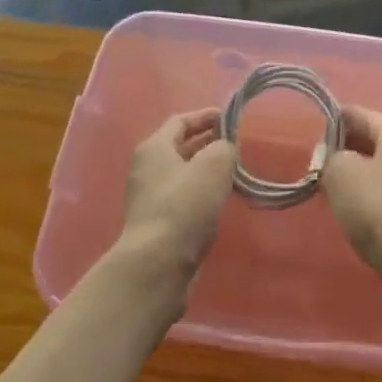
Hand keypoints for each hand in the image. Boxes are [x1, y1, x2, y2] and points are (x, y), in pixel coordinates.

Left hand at [117, 110, 237, 289]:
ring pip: (183, 175)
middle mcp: (147, 169)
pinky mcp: (157, 225)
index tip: (231, 118)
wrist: (157, 265)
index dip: (206, 116)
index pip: (181, 120)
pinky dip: (201, 194)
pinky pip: (182, 199)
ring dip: (206, 170)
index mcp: (154, 147)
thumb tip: (224, 149)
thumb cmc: (184, 205)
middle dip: (208, 143)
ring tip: (233, 172)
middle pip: (180, 147)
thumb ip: (224, 147)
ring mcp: (149, 199)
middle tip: (235, 145)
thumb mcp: (214, 165)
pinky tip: (220, 201)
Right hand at [321, 108, 381, 290]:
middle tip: (315, 160)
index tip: (309, 130)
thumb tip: (332, 158)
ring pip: (376, 169)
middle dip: (342, 148)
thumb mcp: (340, 172)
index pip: (360, 114)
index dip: (333, 119)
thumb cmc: (376, 206)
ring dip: (353, 174)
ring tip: (326, 185)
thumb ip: (330, 156)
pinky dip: (364, 196)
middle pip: (371, 141)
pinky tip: (347, 209)